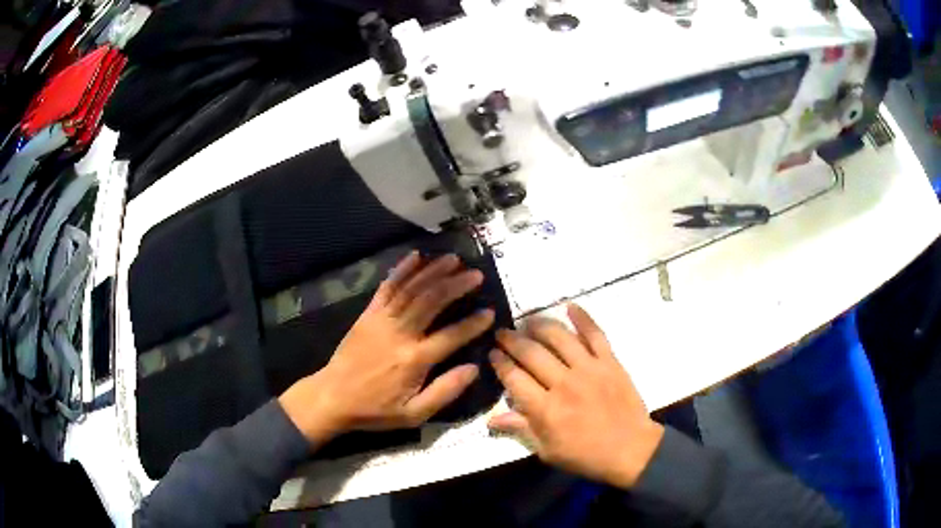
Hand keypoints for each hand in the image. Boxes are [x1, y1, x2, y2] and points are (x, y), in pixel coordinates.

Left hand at [279, 252, 494, 445]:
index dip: (473, 323)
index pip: (451, 335)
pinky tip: (416, 256)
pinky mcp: (368, 314)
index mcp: (414, 360)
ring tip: (454, 259)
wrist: (333, 397)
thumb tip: (474, 369)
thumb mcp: (414, 414)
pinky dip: (402, 270)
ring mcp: (382, 320)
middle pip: (432, 302)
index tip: (490, 312)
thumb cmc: (375, 409)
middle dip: (456, 285)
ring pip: (411, 289)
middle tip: (476, 275)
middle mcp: (400, 334)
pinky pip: (386, 287)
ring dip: (433, 271)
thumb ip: (445, 391)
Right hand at [488, 304, 663, 488]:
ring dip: (540, 325)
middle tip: (503, 333)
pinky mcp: (610, 362)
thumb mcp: (548, 451)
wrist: (631, 450)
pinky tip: (570, 306)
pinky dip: (583, 318)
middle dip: (512, 340)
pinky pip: (595, 334)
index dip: (500, 363)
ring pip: (559, 338)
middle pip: (532, 354)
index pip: (514, 378)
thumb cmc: (586, 455)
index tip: (492, 353)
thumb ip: (521, 429)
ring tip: (528, 321)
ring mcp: (589, 369)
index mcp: (545, 409)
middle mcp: (564, 384)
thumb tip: (492, 418)